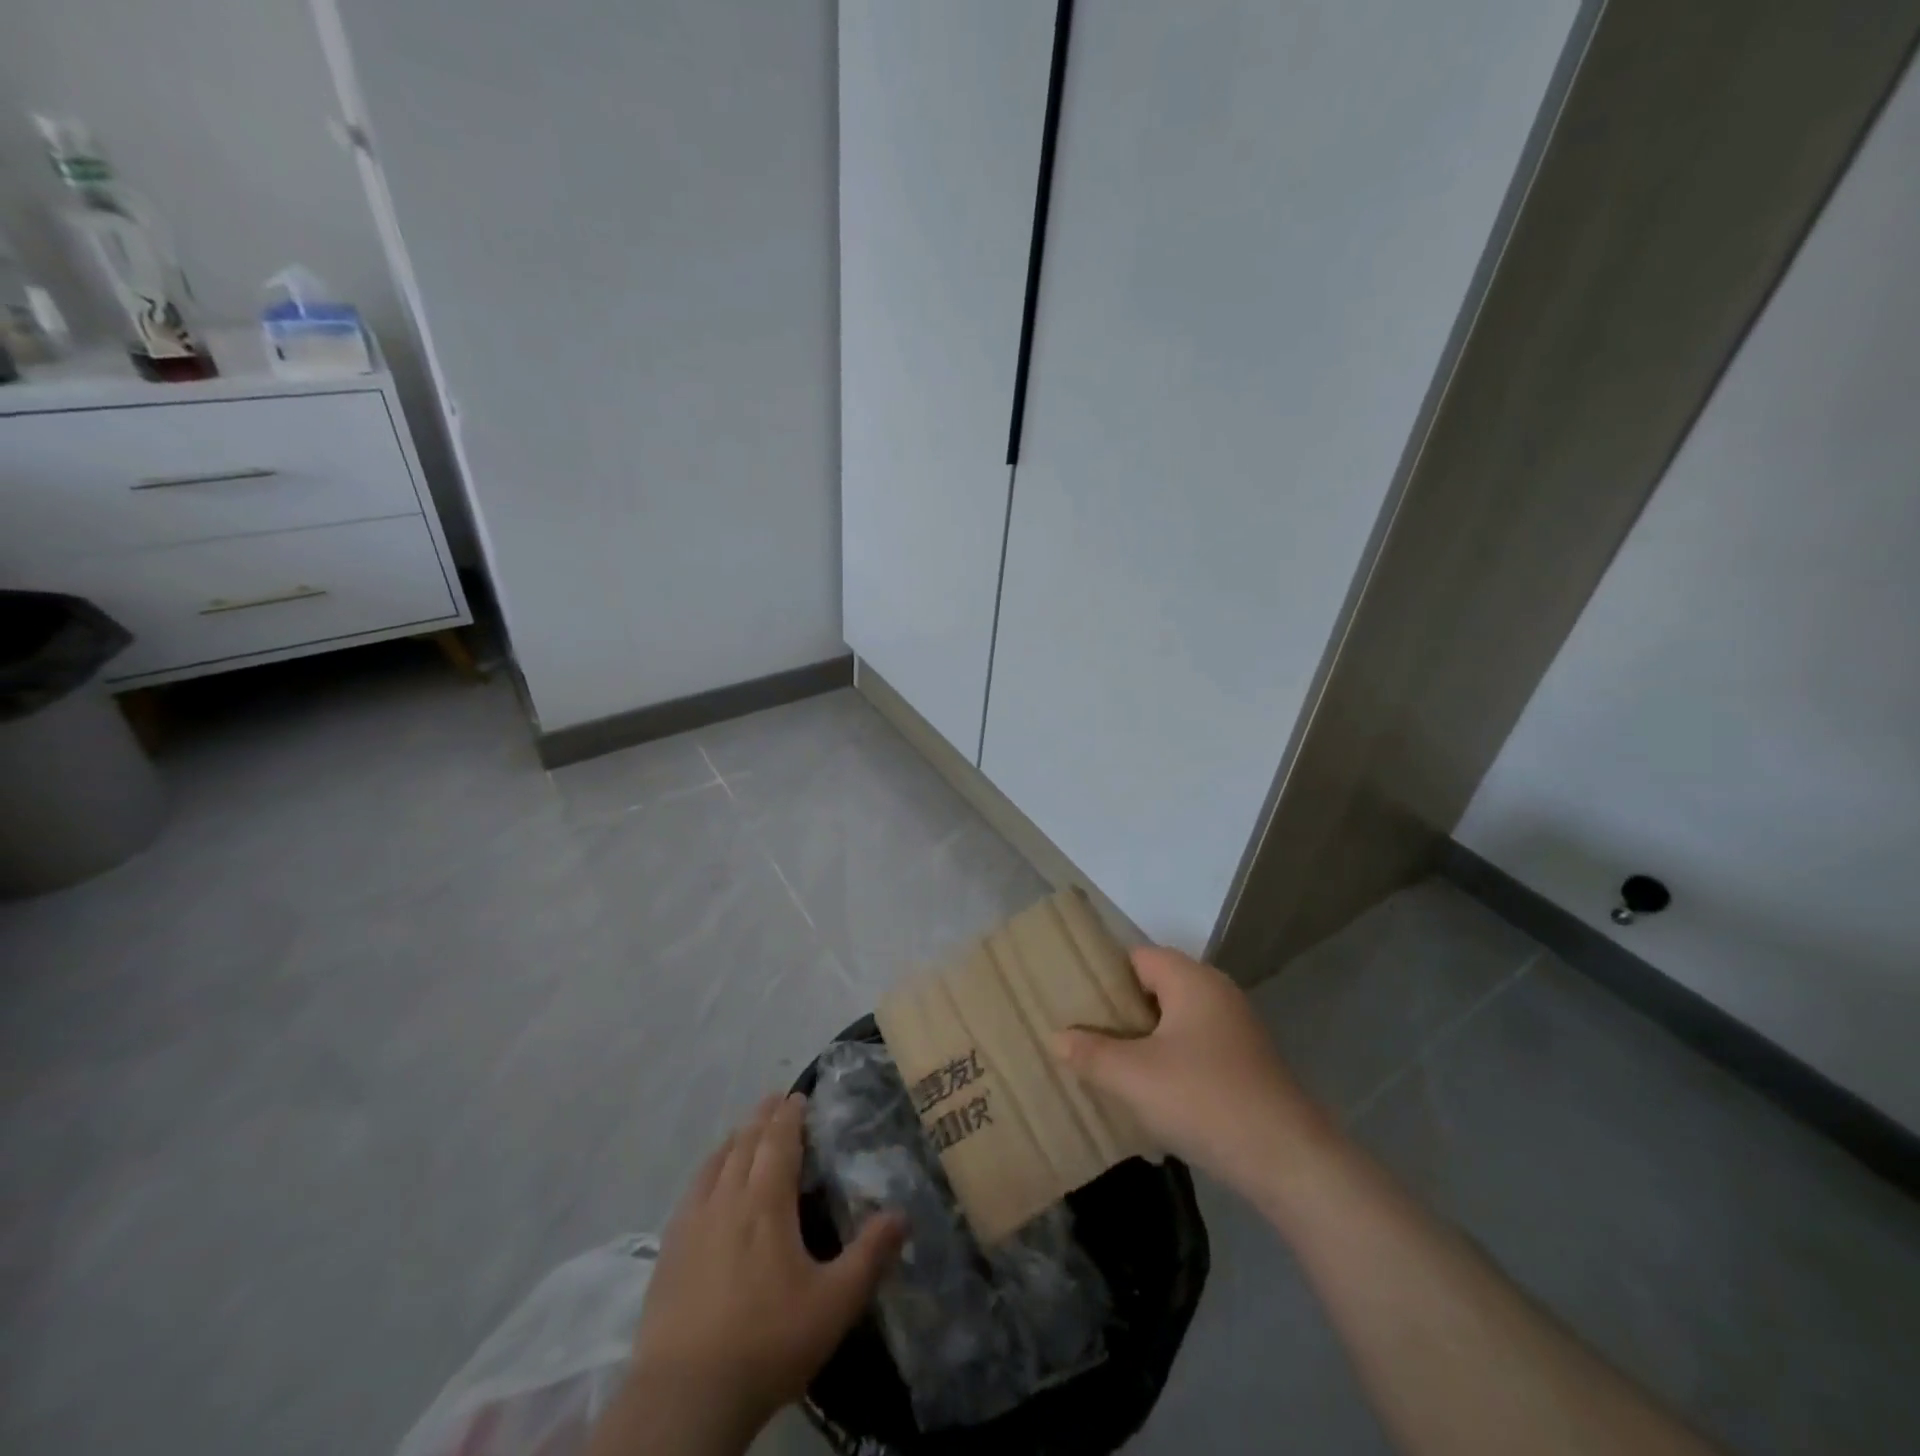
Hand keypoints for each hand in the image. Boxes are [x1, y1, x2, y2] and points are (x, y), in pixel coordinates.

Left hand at [616, 1094, 905, 1451]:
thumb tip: (903, 1214)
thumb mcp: (834, 1303)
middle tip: (776, 1101)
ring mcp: (692, 1223)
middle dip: (762, 1118)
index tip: (799, 1096)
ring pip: (715, 1162)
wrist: (685, 1397)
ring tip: (745, 1131)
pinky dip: (708, 1170)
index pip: (778, 1140)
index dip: (790, 1115)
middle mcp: (727, 1198)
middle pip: (745, 1143)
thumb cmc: (768, 1341)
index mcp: (766, 1201)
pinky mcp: (669, 1251)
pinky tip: (708, 1181)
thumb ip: (871, 1255)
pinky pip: (692, 1190)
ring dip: (734, 1139)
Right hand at [1052, 946, 1327, 1197]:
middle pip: (1155, 987)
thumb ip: (1091, 1053)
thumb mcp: (1134, 1077)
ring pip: (1174, 1021)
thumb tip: (1057, 1037)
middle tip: (1082, 1033)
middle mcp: (1216, 993)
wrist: (1288, 1161)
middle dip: (1119, 1011)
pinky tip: (1149, 1091)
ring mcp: (1236, 1029)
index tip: (1073, 1000)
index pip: (1137, 957)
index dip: (1103, 975)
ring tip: (1106, 1063)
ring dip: (1143, 1039)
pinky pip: (1194, 1047)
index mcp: (1191, 980)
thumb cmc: (1205, 1100)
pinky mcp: (1246, 1063)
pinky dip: (1169, 1060)